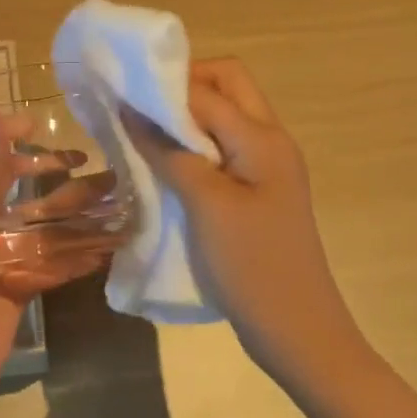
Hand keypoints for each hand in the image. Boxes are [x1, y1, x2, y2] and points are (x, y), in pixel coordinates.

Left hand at [0, 110, 110, 417]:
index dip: (0, 134)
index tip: (37, 122)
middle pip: (14, 188)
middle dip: (47, 173)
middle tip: (88, 162)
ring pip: (38, 226)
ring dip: (71, 214)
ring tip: (113, 200)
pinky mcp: (14, 292)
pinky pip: (48, 266)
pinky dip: (75, 257)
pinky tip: (107, 249)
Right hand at [123, 57, 368, 392]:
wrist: (298, 332)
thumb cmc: (251, 266)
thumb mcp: (205, 205)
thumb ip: (169, 152)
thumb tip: (131, 109)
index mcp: (263, 138)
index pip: (207, 90)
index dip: (162, 87)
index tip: (119, 93)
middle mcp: (270, 140)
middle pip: (227, 85)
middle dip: (182, 87)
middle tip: (140, 110)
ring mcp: (267, 165)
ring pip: (225, 115)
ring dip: (186, 115)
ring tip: (144, 133)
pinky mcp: (258, 189)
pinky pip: (223, 145)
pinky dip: (193, 143)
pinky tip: (165, 163)